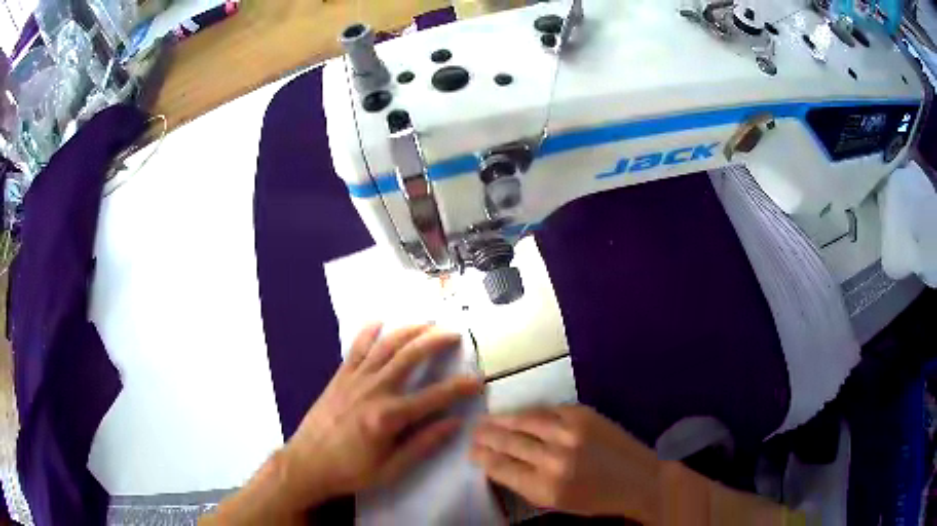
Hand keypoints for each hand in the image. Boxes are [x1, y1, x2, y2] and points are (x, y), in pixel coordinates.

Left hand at [280, 324, 482, 508]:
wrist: (307, 464)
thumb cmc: (351, 471)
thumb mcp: (392, 469)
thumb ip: (424, 444)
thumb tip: (454, 424)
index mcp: (390, 417)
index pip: (435, 396)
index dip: (460, 387)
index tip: (478, 380)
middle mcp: (374, 390)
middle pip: (410, 356)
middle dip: (435, 341)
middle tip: (453, 333)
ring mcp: (355, 380)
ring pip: (386, 346)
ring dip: (408, 330)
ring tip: (427, 322)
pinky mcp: (339, 377)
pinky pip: (355, 348)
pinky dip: (368, 332)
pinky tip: (379, 321)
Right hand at [471, 405, 660, 522]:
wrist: (639, 479)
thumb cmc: (595, 499)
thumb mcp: (555, 502)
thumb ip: (524, 483)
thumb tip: (498, 464)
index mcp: (545, 487)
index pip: (500, 467)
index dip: (481, 457)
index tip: (470, 452)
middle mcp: (554, 457)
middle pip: (508, 441)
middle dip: (486, 436)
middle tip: (474, 432)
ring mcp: (570, 432)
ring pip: (525, 420)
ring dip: (502, 419)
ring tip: (487, 419)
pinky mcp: (584, 414)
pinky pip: (547, 409)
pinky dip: (529, 411)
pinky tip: (519, 412)